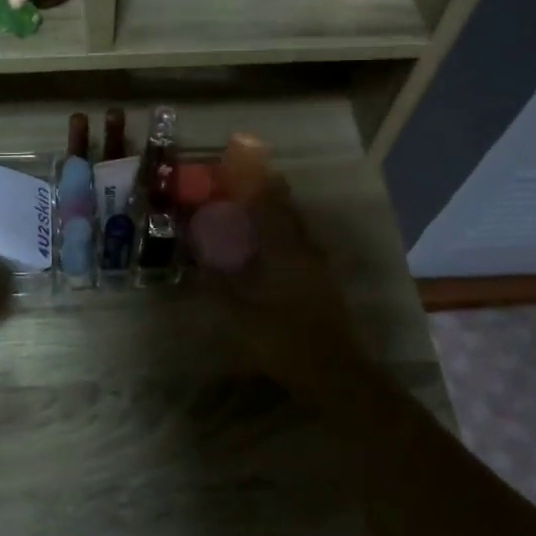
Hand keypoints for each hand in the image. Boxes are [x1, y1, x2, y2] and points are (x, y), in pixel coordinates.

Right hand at [208, 175, 377, 406]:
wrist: (335, 372)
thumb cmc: (283, 340)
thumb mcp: (238, 315)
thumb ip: (218, 286)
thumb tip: (200, 263)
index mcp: (284, 251)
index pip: (270, 206)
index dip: (257, 183)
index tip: (246, 163)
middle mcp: (305, 251)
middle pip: (289, 213)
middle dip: (271, 195)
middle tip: (251, 186)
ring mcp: (320, 268)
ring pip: (300, 231)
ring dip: (282, 218)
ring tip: (261, 215)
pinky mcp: (326, 285)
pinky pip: (304, 249)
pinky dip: (288, 239)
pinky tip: (276, 252)